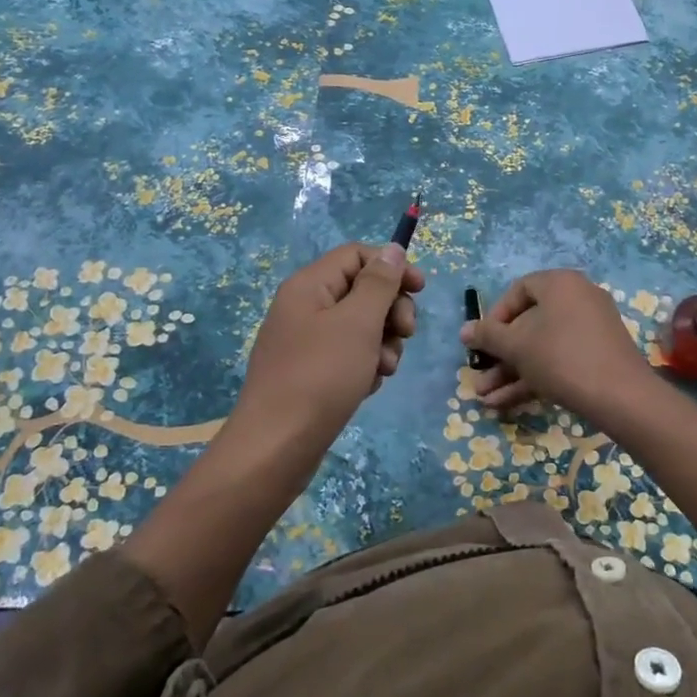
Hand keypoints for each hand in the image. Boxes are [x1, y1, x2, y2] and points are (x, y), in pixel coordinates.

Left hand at [237, 242, 424, 447]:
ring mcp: (305, 341)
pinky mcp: (310, 371)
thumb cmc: (320, 376)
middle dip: (391, 310)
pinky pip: (348, 354)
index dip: (392, 267)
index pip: (356, 255)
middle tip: (406, 334)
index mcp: (309, 285)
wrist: (276, 447)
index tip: (420, 290)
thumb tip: (392, 249)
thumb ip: (379, 283)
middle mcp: (304, 306)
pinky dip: (365, 364)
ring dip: (382, 342)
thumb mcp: (358, 323)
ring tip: (383, 369)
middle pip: (361, 289)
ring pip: (360, 325)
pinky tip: (368, 385)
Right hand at [459, 269, 657, 421]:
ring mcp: (591, 327)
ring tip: (485, 398)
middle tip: (480, 375)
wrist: (621, 396)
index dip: (495, 317)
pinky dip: (535, 376)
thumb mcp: (516, 346)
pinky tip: (506, 403)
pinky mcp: (598, 355)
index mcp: (559, 283)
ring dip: (512, 371)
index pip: (518, 291)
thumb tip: (464, 330)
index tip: (482, 342)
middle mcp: (578, 297)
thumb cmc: (560, 357)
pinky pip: (559, 358)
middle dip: (500, 354)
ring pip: (542, 346)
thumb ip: (487, 335)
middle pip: (529, 322)